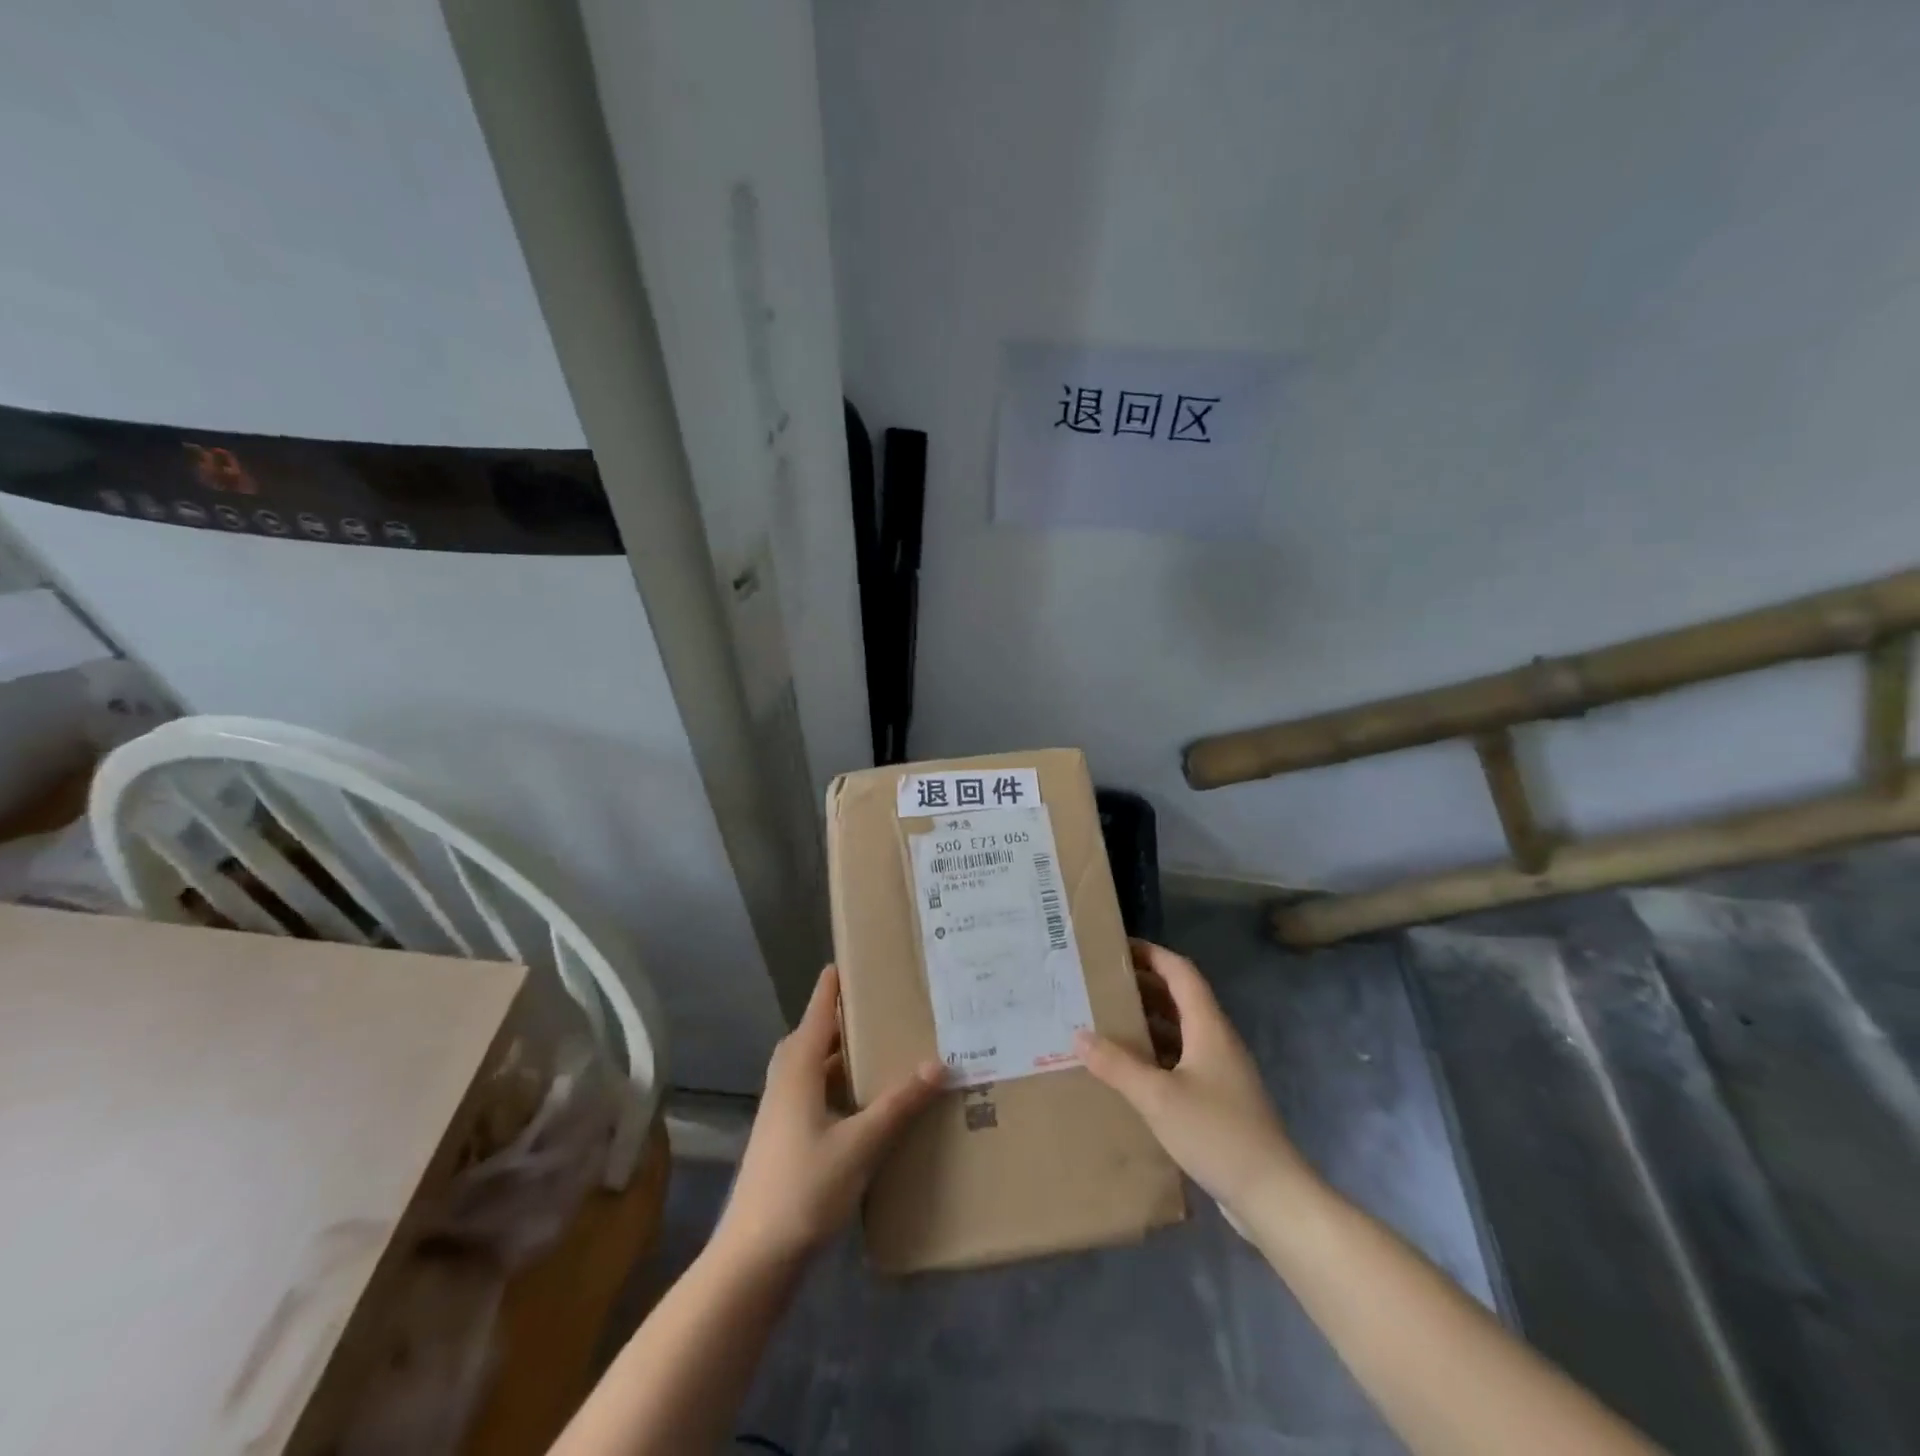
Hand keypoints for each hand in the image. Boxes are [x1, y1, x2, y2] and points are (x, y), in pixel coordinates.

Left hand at [716, 965, 945, 1264]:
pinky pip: (813, 1092)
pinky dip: (837, 1084)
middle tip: (877, 1006)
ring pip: (812, 1067)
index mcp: (798, 1069)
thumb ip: (899, 1104)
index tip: (850, 959)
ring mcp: (781, 1111)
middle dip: (841, 1018)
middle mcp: (785, 1081)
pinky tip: (863, 1102)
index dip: (832, 985)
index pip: (817, 1011)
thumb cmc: (804, 1189)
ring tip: (878, 1048)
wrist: (753, 1258)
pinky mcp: (784, 1137)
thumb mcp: (860, 1144)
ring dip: (839, 1054)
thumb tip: (939, 1063)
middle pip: (812, 1036)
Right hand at [1076, 940, 1306, 1219]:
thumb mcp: (1158, 1097)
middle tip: (1101, 984)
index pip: (1180, 972)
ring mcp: (1221, 1071)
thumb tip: (1079, 1034)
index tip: (1117, 947)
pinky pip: (1182, 1059)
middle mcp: (1217, 1040)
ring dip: (1148, 1021)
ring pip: (1180, 1030)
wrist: (1272, 1195)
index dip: (1152, 954)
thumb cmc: (1216, 1133)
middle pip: (1179, 998)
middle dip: (1143, 986)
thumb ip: (1117, 1064)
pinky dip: (1156, 1053)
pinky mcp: (1220, 1099)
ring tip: (1107, 1020)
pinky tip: (1131, 1070)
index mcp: (1208, 1026)